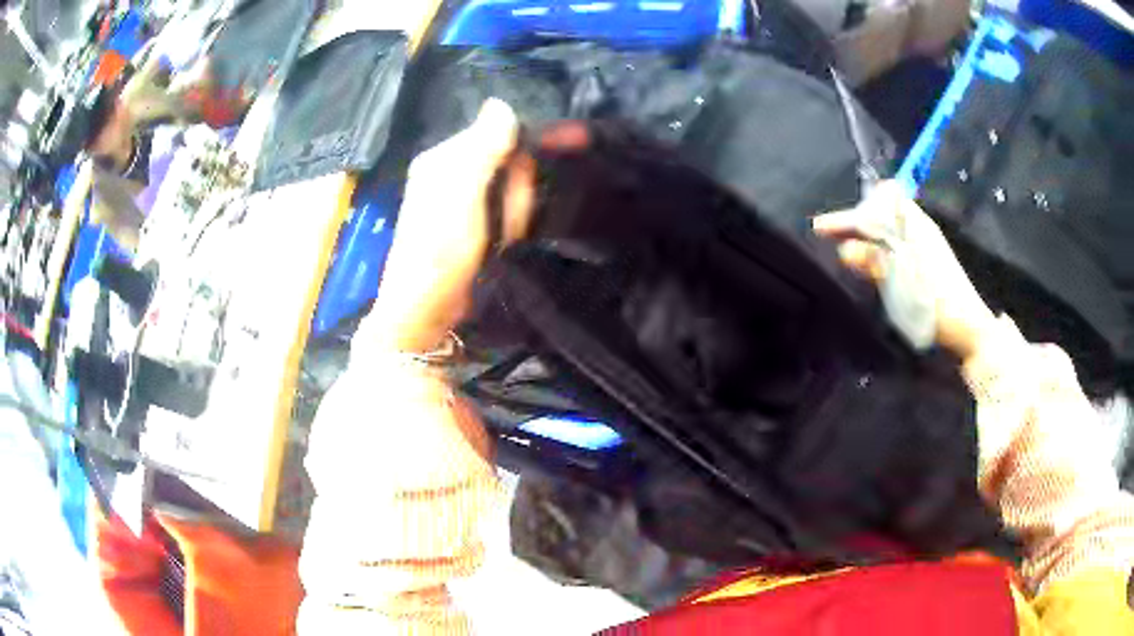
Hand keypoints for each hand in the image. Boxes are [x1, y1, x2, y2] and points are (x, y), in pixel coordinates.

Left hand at [367, 99, 534, 352]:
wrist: (425, 313)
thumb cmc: (439, 252)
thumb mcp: (461, 196)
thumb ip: (481, 149)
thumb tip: (501, 103)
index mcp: (442, 158)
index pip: (496, 129)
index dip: (533, 136)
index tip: (575, 142)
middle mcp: (450, 171)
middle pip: (506, 157)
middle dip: (524, 183)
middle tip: (518, 218)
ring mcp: (461, 199)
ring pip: (510, 184)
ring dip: (521, 205)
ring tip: (511, 234)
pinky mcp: (473, 223)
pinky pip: (506, 206)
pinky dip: (516, 218)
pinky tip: (512, 235)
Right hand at [812, 181, 996, 360]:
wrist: (969, 330)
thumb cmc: (939, 305)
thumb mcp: (905, 285)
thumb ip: (876, 264)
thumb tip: (844, 249)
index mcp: (916, 226)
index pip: (879, 202)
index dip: (853, 211)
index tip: (827, 227)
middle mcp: (919, 229)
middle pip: (881, 211)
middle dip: (854, 220)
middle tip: (826, 234)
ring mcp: (923, 245)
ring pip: (886, 227)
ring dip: (864, 234)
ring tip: (840, 247)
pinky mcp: (925, 263)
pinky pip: (893, 243)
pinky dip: (876, 247)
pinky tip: (867, 263)